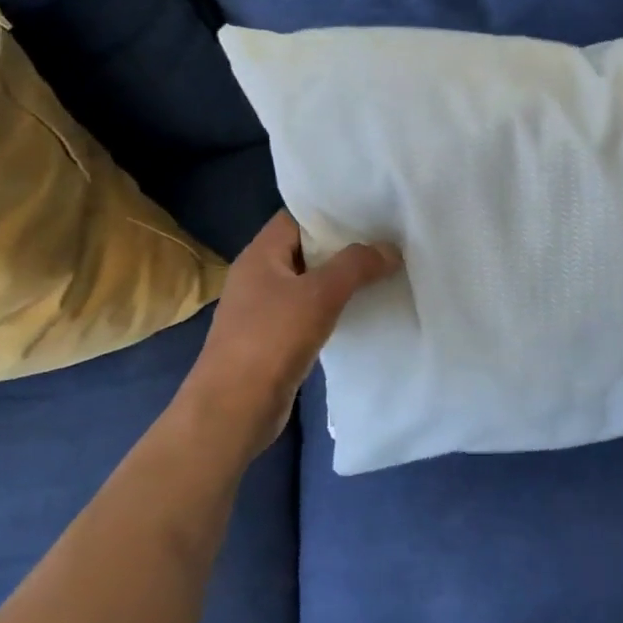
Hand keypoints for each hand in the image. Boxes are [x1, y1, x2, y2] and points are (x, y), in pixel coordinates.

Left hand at [178, 210, 400, 462]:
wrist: (233, 410)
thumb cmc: (271, 340)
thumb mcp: (319, 294)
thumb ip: (356, 265)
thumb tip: (390, 248)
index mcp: (260, 254)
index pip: (297, 217)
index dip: (332, 212)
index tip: (371, 212)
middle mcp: (259, 275)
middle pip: (306, 248)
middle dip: (344, 246)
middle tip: (386, 240)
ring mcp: (264, 309)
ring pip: (310, 282)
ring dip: (341, 279)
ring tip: (383, 271)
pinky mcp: (273, 339)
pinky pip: (309, 311)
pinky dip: (333, 308)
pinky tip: (362, 311)